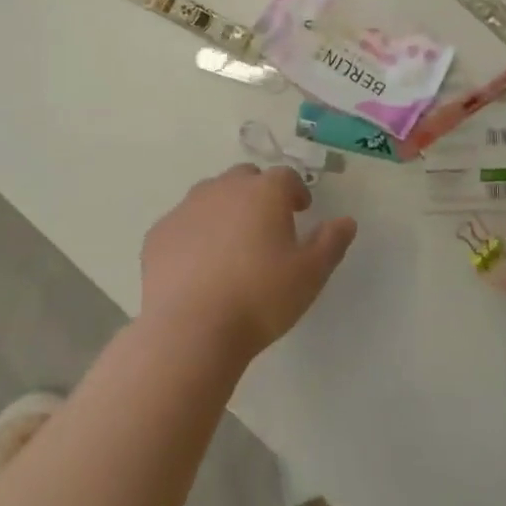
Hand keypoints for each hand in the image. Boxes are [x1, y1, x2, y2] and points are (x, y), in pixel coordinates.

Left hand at [141, 164, 358, 364]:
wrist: (191, 329)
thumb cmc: (260, 298)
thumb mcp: (310, 275)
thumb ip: (331, 242)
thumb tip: (346, 221)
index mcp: (264, 192)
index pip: (285, 177)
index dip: (295, 191)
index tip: (301, 211)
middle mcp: (224, 188)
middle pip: (245, 178)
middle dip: (258, 193)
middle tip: (266, 225)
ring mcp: (187, 207)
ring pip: (211, 195)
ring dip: (224, 209)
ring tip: (230, 244)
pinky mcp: (159, 233)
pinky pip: (183, 223)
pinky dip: (194, 233)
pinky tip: (197, 264)